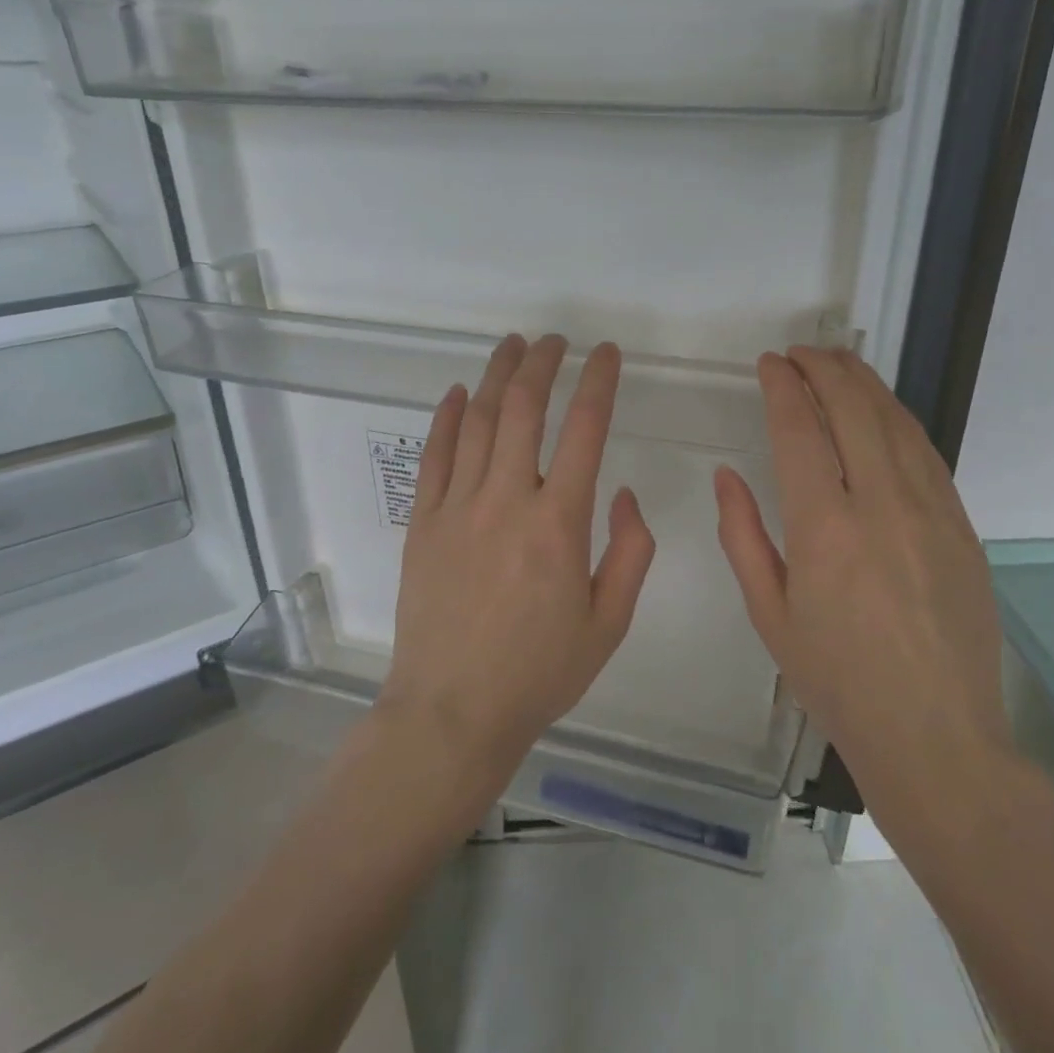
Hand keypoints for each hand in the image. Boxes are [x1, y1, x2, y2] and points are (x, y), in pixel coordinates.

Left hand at [381, 334, 656, 781]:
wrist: (453, 711)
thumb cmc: (539, 672)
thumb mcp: (609, 622)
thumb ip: (630, 552)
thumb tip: (622, 493)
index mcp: (559, 524)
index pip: (585, 430)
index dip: (599, 382)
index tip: (607, 354)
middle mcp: (507, 500)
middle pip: (523, 409)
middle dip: (543, 364)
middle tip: (556, 341)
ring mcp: (457, 507)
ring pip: (476, 421)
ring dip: (495, 376)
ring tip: (512, 346)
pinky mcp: (423, 523)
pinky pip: (434, 456)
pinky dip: (445, 417)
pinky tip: (456, 393)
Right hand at [713, 348, 1009, 807]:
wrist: (936, 734)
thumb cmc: (837, 681)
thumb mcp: (769, 614)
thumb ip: (742, 535)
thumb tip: (728, 475)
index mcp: (825, 529)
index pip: (800, 431)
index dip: (783, 388)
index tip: (769, 364)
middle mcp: (882, 505)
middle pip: (854, 410)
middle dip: (823, 369)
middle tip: (799, 353)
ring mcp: (932, 511)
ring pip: (896, 422)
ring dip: (864, 384)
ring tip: (837, 363)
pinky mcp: (963, 525)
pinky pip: (926, 453)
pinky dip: (898, 418)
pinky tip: (881, 412)